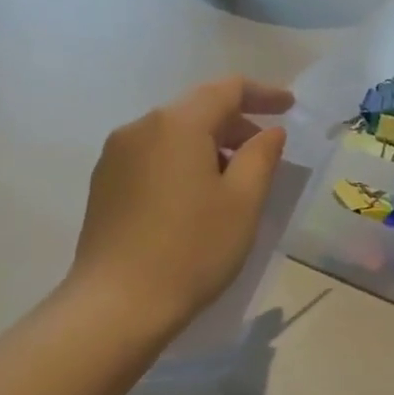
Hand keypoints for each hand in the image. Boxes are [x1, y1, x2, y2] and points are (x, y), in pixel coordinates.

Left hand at [69, 76, 292, 332]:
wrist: (117, 305)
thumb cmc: (192, 250)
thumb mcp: (243, 203)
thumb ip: (261, 156)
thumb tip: (269, 131)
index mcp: (177, 123)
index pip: (227, 89)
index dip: (263, 94)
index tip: (289, 108)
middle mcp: (140, 127)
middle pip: (197, 109)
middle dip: (236, 124)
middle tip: (266, 153)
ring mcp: (116, 155)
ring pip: (173, 134)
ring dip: (208, 146)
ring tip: (233, 182)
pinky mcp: (103, 183)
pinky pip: (153, 156)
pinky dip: (181, 162)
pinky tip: (195, 198)